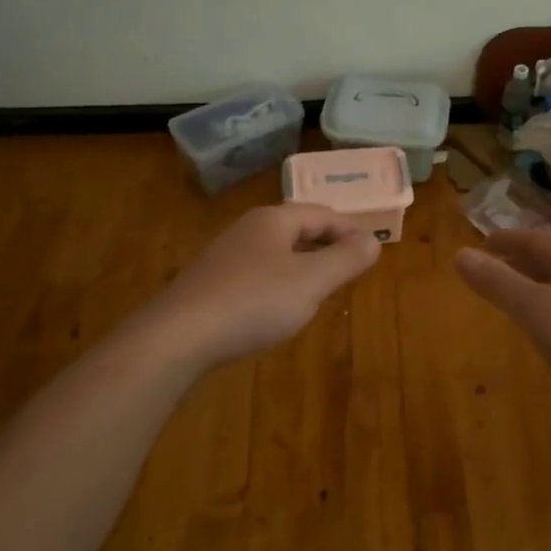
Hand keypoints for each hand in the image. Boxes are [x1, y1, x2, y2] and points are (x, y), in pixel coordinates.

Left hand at [140, 204, 381, 369]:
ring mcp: (225, 256)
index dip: (350, 230)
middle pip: (298, 229)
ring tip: (322, 288)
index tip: (372, 249)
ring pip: (276, 253)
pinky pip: (257, 274)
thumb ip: (345, 260)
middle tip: (351, 268)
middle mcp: (248, 229)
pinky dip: (279, 284)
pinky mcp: (211, 284)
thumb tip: (373, 240)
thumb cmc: (253, 302)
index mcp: (273, 220)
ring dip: (303, 265)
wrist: (178, 336)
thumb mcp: (310, 282)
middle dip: (327, 246)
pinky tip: (280, 308)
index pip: (322, 214)